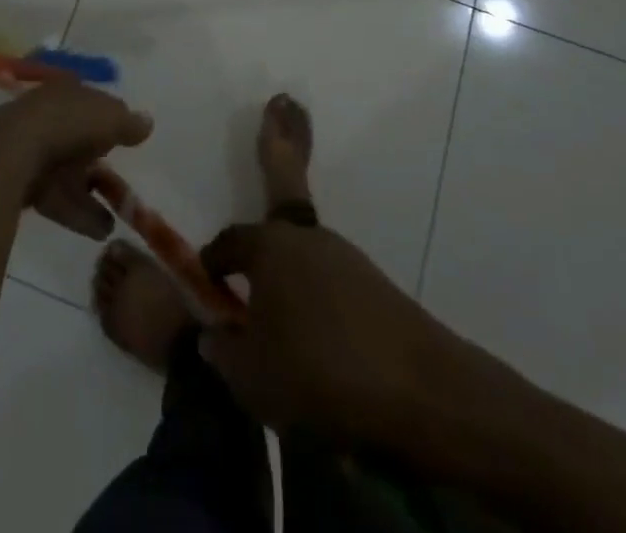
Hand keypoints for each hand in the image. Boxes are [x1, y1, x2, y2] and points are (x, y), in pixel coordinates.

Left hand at [0, 82, 151, 240]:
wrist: (13, 151)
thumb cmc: (68, 123)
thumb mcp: (110, 118)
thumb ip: (129, 122)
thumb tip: (147, 122)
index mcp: (66, 92)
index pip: (89, 102)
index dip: (107, 119)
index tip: (123, 139)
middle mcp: (48, 116)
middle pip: (77, 140)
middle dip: (97, 162)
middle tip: (118, 183)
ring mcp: (32, 149)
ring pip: (68, 174)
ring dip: (90, 197)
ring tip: (114, 222)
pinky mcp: (23, 182)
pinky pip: (57, 198)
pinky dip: (78, 213)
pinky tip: (99, 231)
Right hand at [197, 221, 499, 446]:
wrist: (419, 389)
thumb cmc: (318, 372)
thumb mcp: (251, 377)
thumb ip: (223, 351)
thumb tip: (213, 334)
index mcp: (270, 245)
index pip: (230, 241)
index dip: (213, 263)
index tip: (206, 285)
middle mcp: (307, 237)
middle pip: (270, 246)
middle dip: (256, 273)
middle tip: (245, 310)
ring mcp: (347, 256)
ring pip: (304, 268)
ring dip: (290, 294)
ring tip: (285, 340)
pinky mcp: (377, 283)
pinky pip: (333, 289)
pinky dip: (321, 310)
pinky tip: (323, 351)